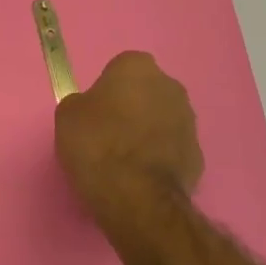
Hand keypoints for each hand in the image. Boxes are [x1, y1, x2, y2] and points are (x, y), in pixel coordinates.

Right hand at [55, 51, 203, 221]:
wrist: (137, 196)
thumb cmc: (97, 145)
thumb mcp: (67, 116)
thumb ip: (83, 103)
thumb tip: (92, 110)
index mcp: (137, 67)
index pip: (119, 69)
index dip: (105, 91)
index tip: (94, 114)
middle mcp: (170, 86)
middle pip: (146, 92)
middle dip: (132, 108)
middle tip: (108, 134)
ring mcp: (189, 120)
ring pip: (162, 119)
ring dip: (148, 132)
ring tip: (124, 160)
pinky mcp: (198, 154)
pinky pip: (172, 149)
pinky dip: (159, 158)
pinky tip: (141, 177)